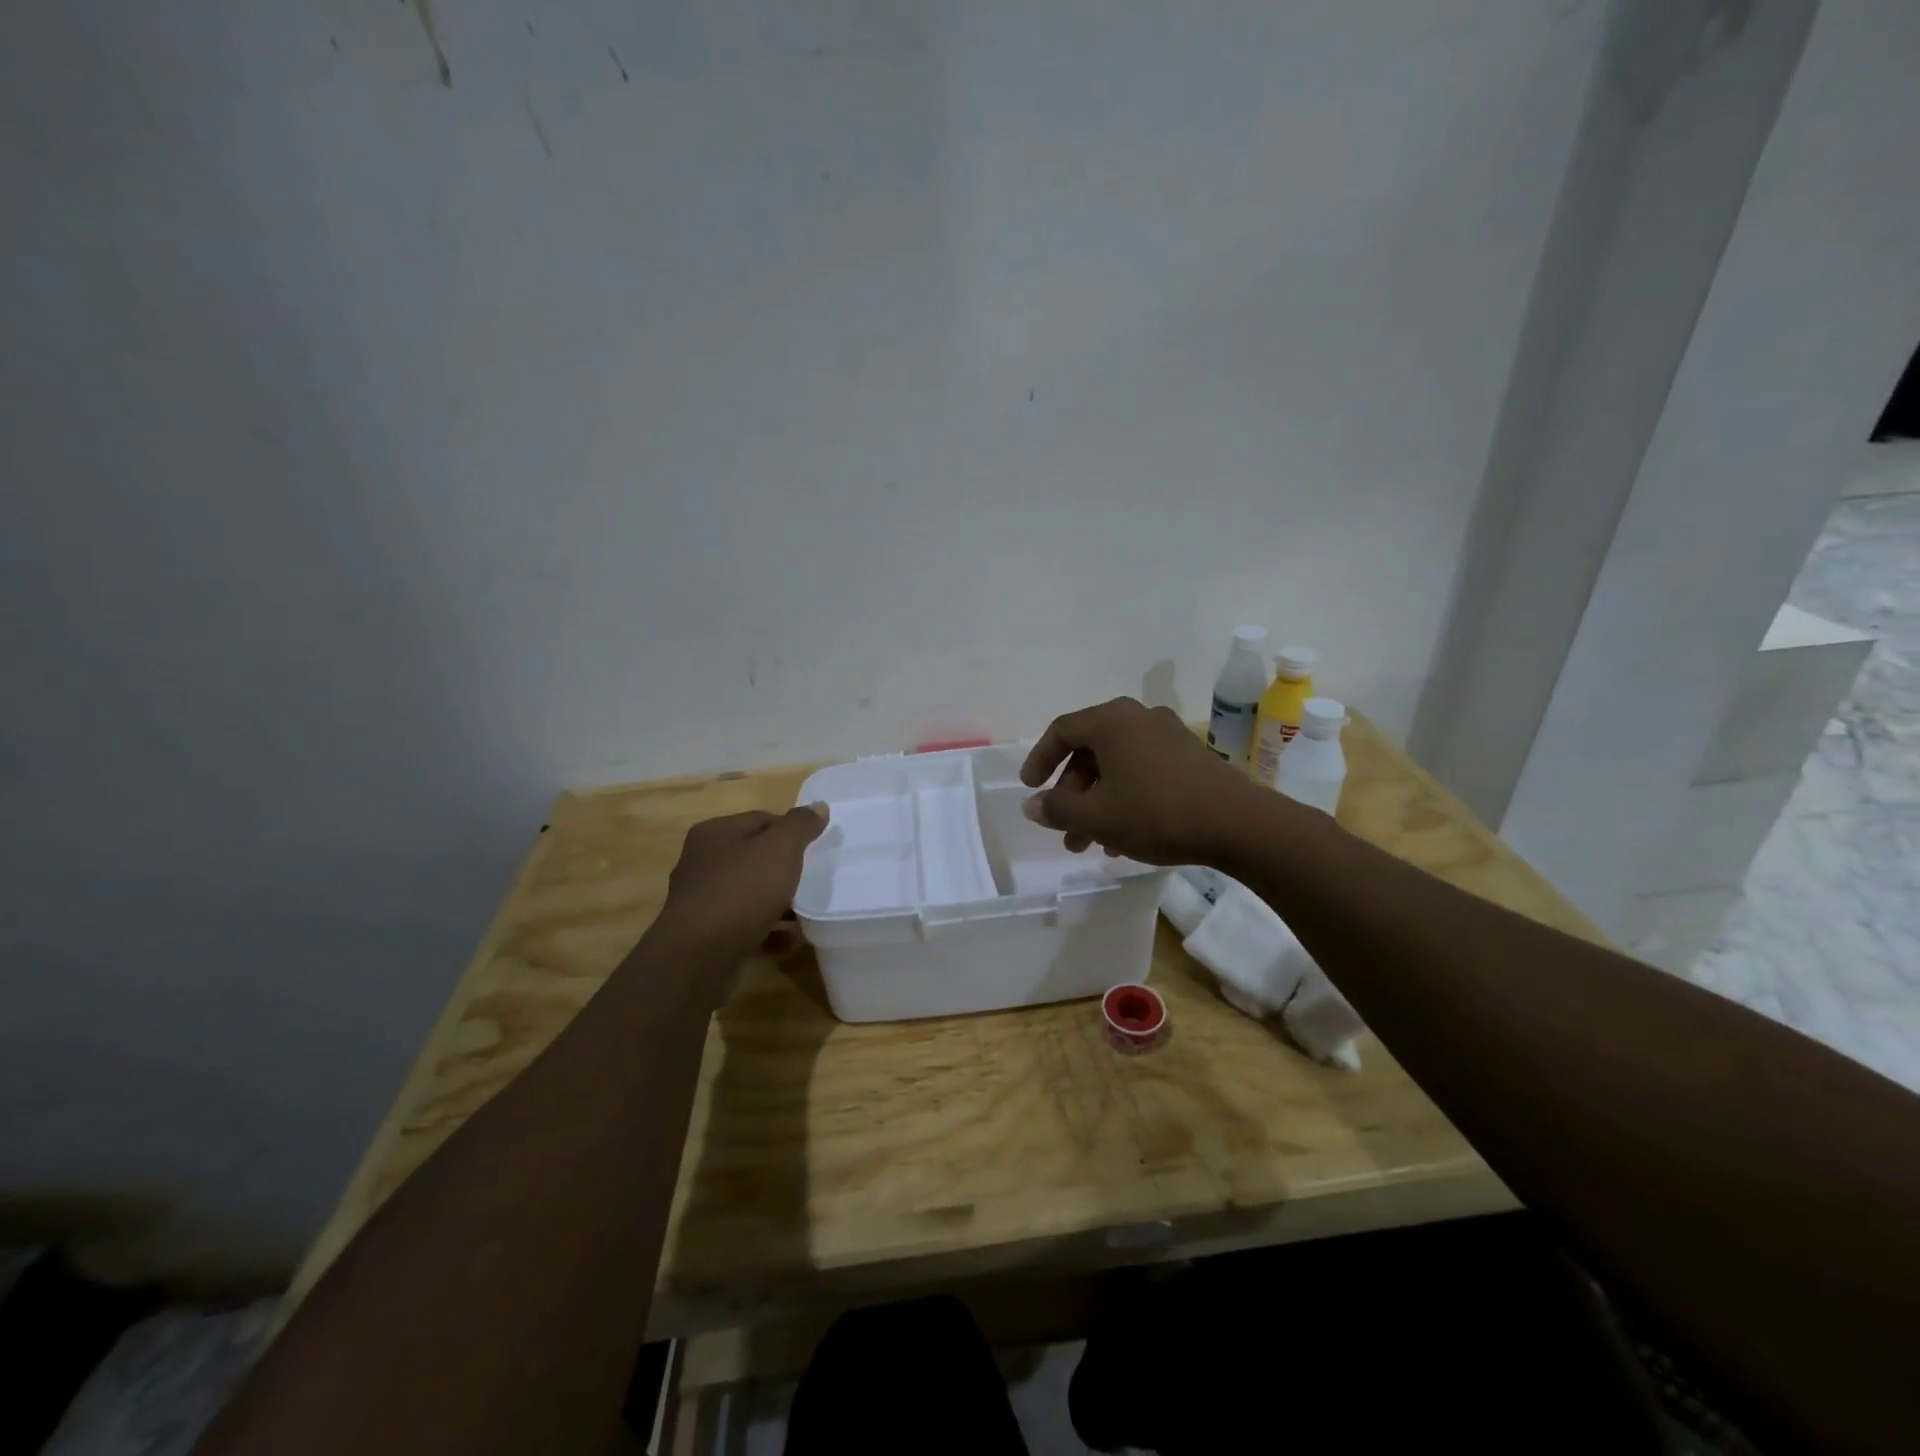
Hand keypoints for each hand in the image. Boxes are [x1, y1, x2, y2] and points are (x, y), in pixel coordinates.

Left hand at [650, 805, 828, 963]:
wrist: (699, 956)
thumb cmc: (741, 890)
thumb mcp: (780, 848)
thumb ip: (800, 825)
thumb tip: (818, 806)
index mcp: (715, 833)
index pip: (761, 819)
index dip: (791, 830)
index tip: (816, 847)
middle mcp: (702, 862)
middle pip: (754, 857)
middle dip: (784, 869)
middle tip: (812, 878)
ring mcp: (702, 901)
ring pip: (749, 893)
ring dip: (778, 903)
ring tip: (805, 912)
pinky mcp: (706, 935)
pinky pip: (744, 926)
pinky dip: (768, 930)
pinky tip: (789, 940)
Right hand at [1019, 697, 1259, 864]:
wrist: (1238, 824)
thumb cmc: (1156, 812)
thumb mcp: (1097, 816)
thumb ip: (1057, 809)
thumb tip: (1032, 805)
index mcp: (1111, 721)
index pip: (1062, 731)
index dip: (1040, 759)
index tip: (1030, 789)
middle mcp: (1138, 718)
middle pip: (1090, 752)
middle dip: (1072, 795)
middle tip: (1065, 832)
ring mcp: (1168, 736)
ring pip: (1117, 767)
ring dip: (1097, 803)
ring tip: (1091, 844)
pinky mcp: (1189, 757)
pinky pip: (1142, 773)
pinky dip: (1125, 799)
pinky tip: (1124, 838)